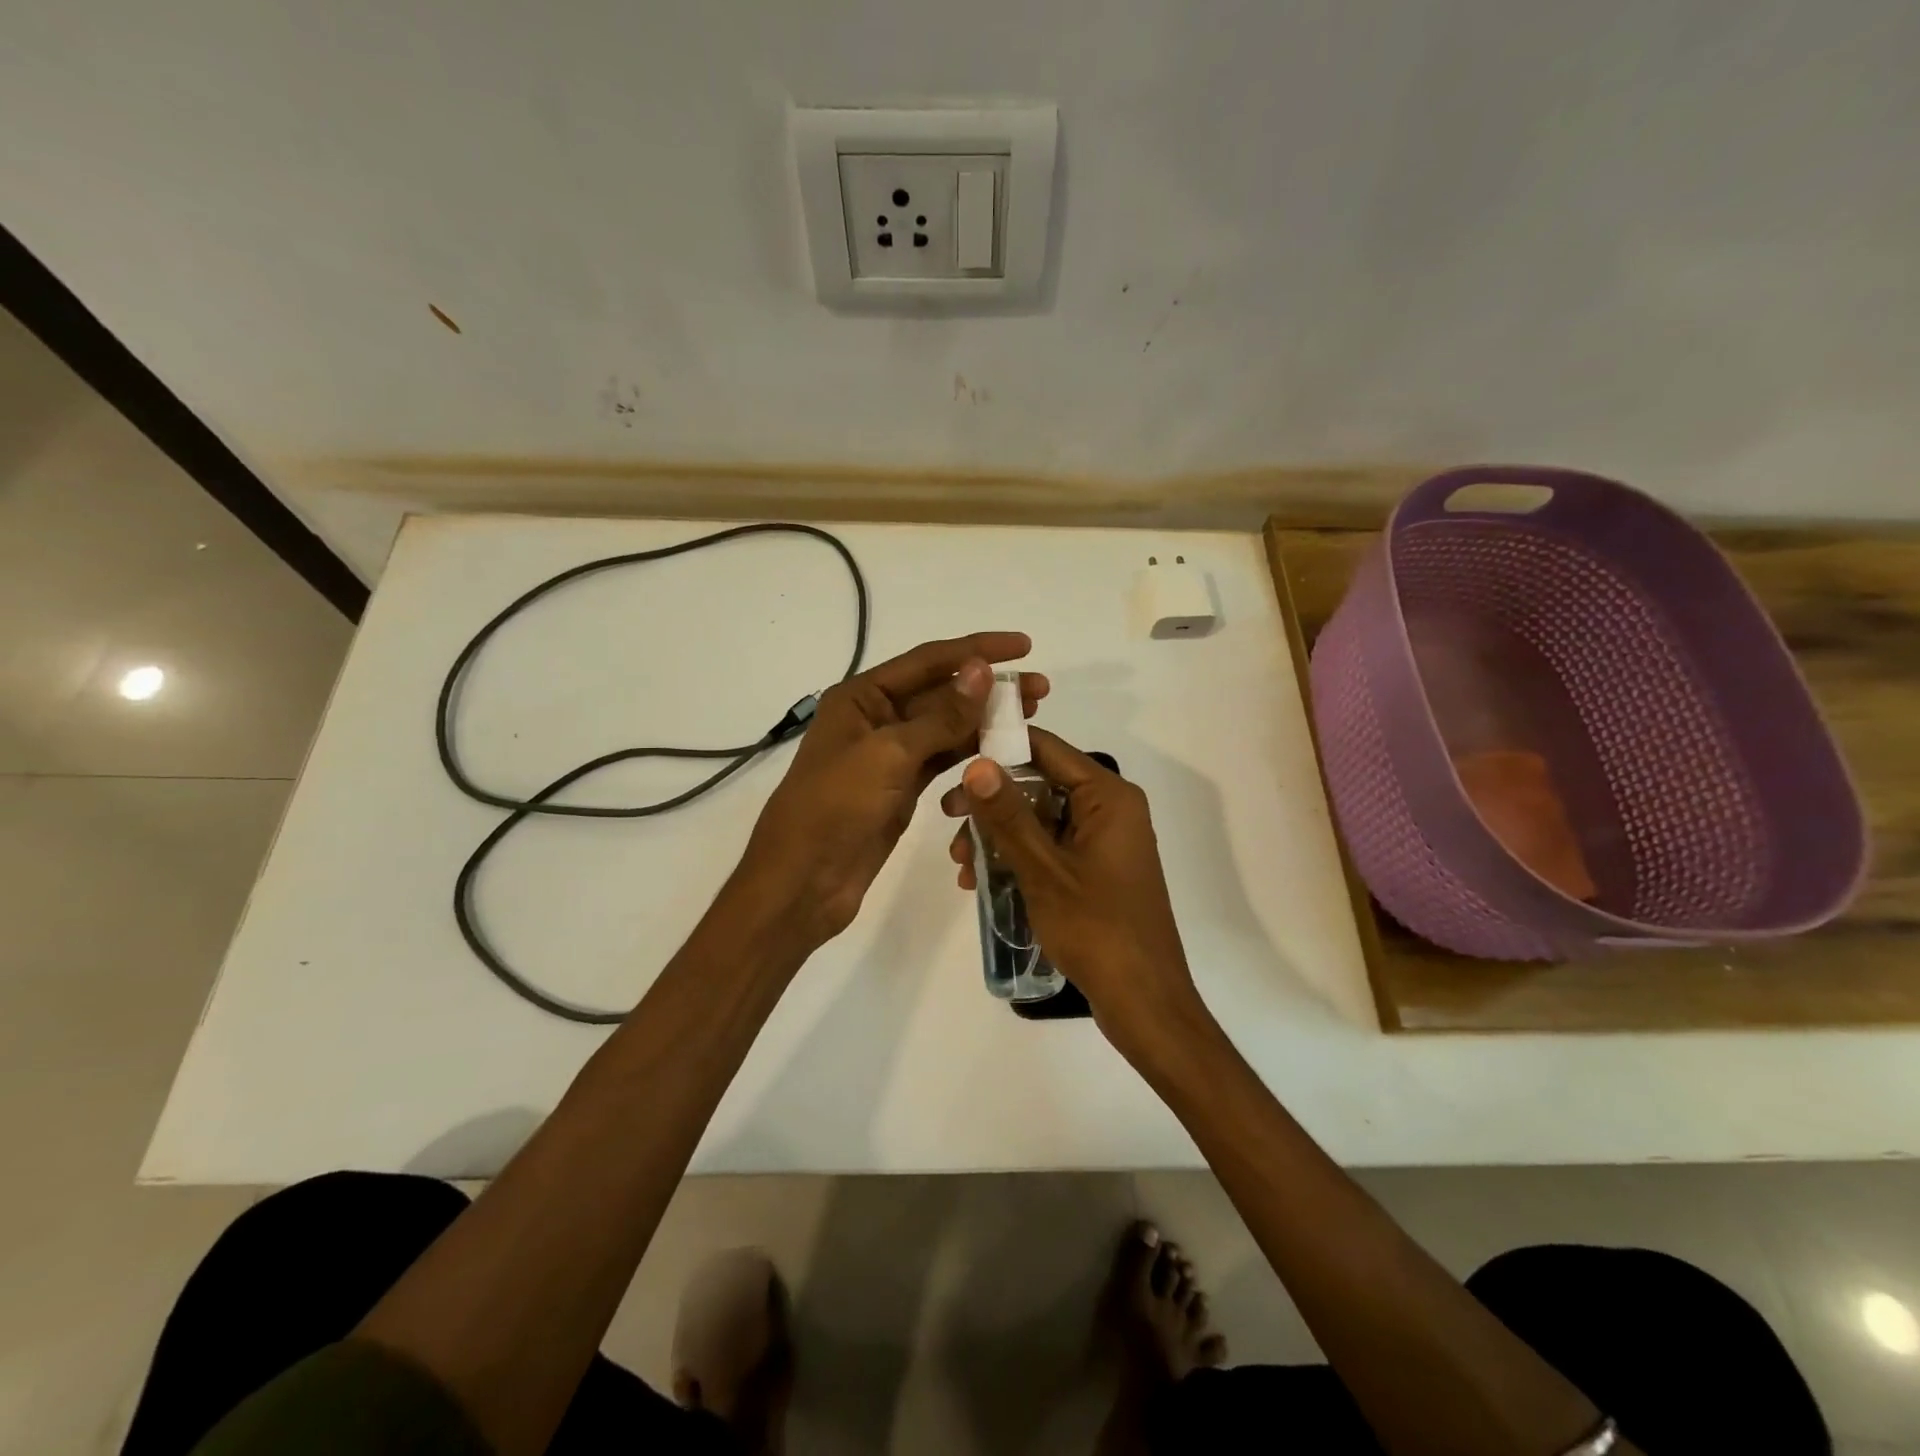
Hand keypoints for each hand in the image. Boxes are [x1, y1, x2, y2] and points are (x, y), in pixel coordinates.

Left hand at [732, 633, 1046, 950]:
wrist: (803, 881)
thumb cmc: (835, 807)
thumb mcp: (889, 754)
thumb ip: (941, 715)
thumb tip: (981, 670)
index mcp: (862, 697)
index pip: (929, 661)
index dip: (978, 650)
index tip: (1024, 647)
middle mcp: (876, 718)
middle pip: (942, 693)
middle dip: (990, 689)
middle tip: (1042, 690)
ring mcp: (890, 755)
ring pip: (946, 728)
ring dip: (986, 721)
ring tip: (1032, 715)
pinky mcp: (901, 788)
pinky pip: (943, 760)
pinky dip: (971, 754)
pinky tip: (1002, 751)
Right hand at [942, 729, 1207, 1060]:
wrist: (1143, 1002)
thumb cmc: (1096, 928)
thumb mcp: (1043, 869)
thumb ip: (1008, 815)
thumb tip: (977, 763)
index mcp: (1108, 796)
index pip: (1046, 749)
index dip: (999, 748)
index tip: (954, 760)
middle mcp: (1110, 809)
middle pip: (1040, 784)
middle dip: (992, 804)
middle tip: (948, 820)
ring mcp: (1104, 842)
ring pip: (1040, 820)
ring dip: (998, 836)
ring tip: (962, 866)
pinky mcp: (1096, 871)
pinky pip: (1050, 848)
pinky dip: (1018, 858)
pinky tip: (982, 882)